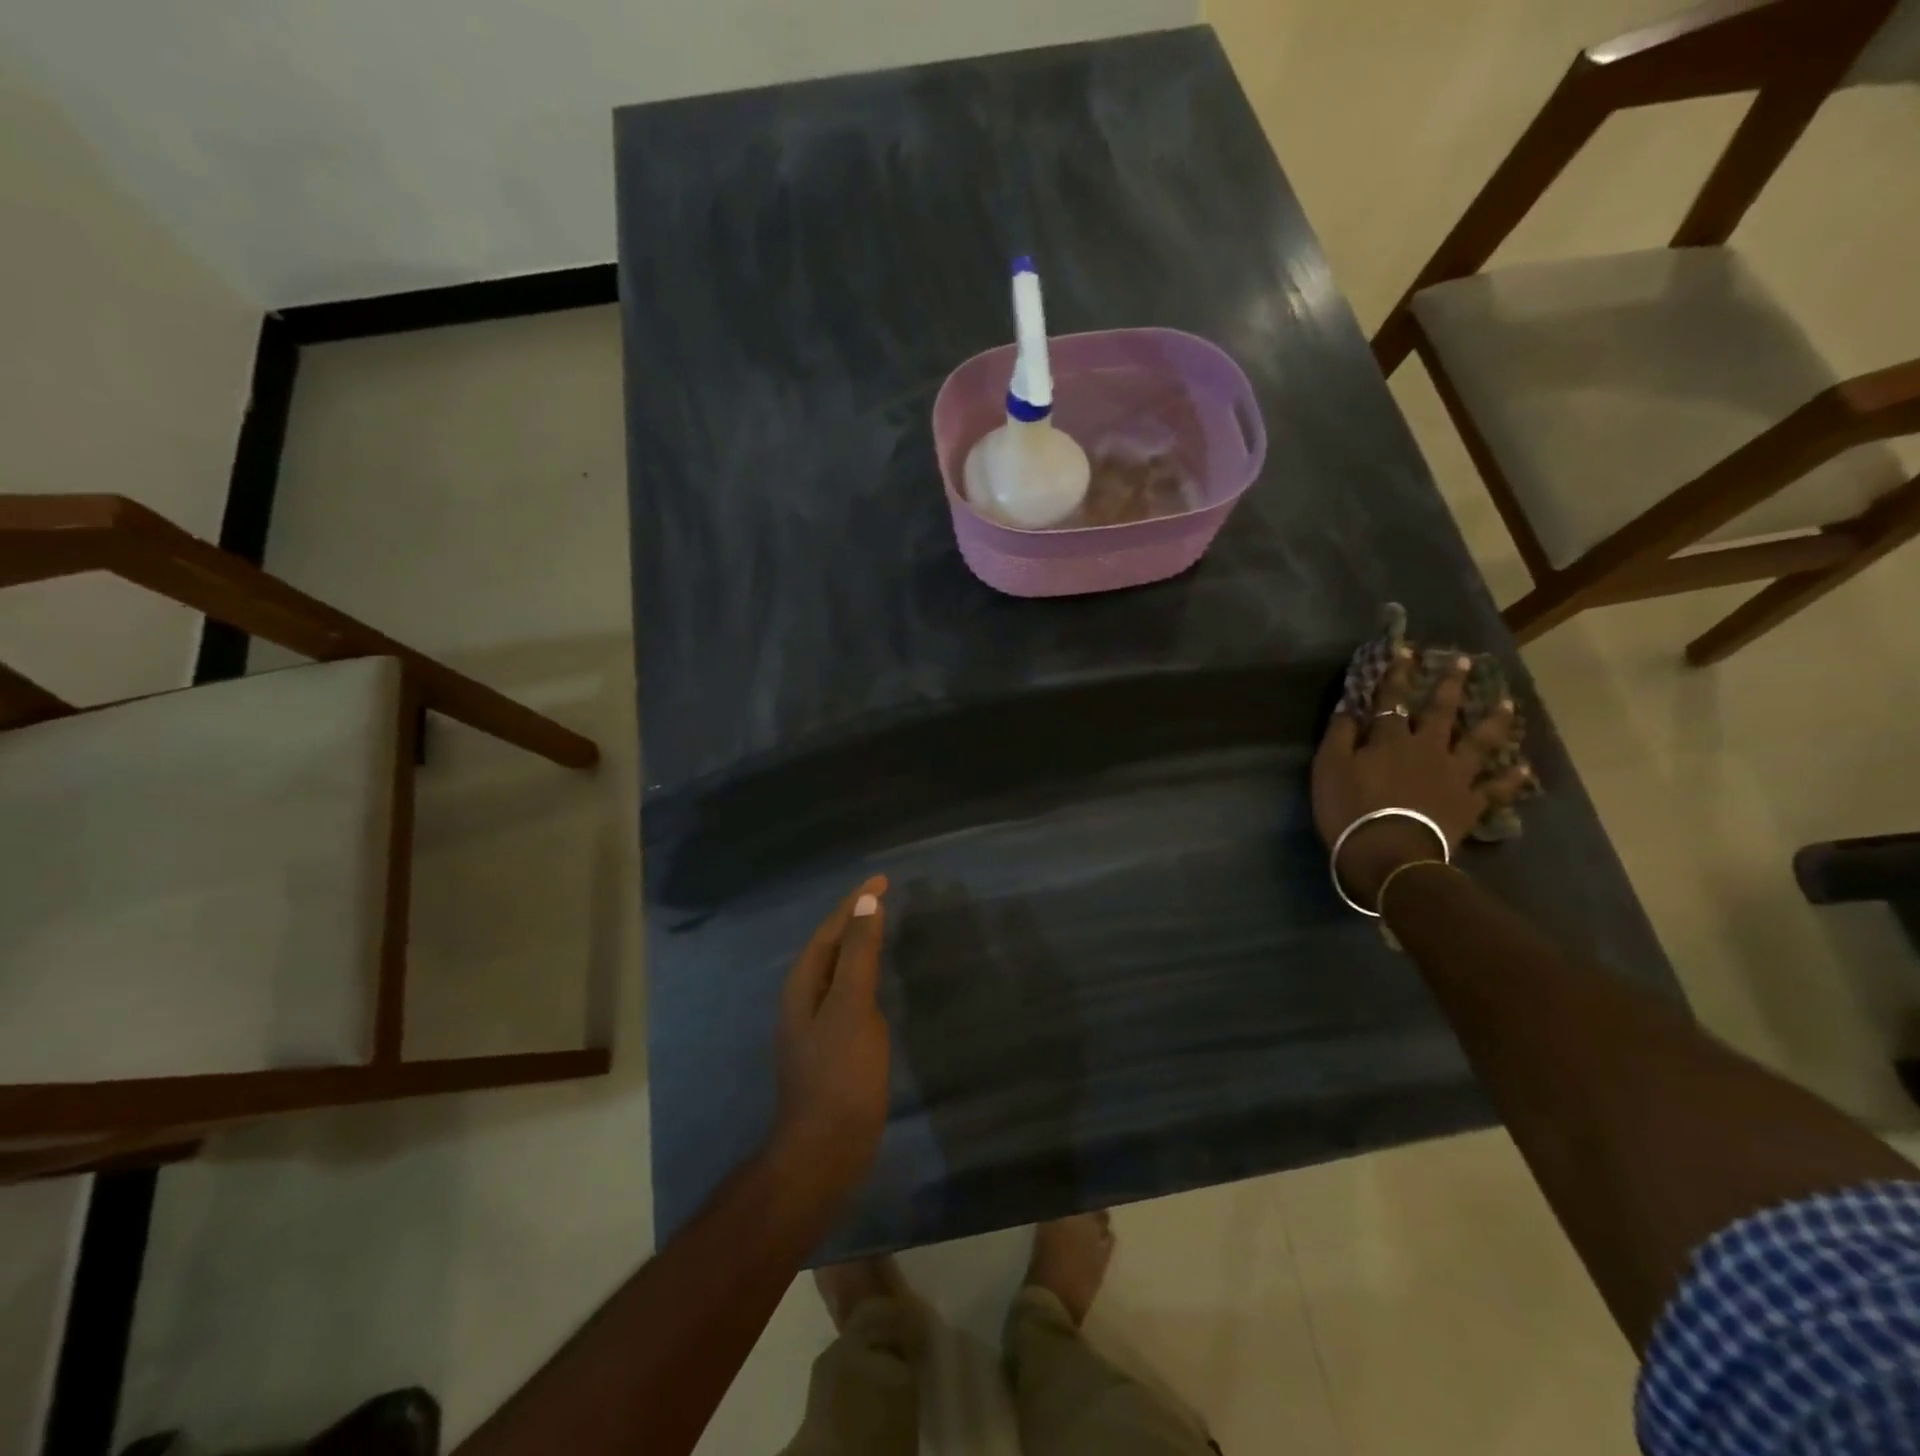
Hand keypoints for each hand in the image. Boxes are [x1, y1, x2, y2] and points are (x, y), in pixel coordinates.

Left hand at [771, 875, 890, 1203]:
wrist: (824, 1150)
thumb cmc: (840, 1075)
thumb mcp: (852, 1007)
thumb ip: (859, 954)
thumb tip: (866, 903)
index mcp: (804, 982)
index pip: (831, 927)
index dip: (856, 900)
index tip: (883, 877)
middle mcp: (804, 997)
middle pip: (831, 944)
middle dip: (855, 916)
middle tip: (884, 895)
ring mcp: (815, 1023)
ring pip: (838, 968)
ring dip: (857, 943)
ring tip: (881, 925)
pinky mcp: (831, 1044)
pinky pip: (846, 991)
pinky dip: (863, 972)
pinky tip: (876, 979)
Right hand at [1313, 649, 1526, 908]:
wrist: (1389, 854)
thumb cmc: (1351, 810)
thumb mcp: (1329, 768)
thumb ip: (1339, 735)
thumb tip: (1349, 706)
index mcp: (1390, 739)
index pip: (1391, 698)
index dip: (1396, 674)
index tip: (1404, 651)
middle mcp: (1427, 749)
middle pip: (1441, 712)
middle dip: (1450, 686)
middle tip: (1464, 663)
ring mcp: (1454, 776)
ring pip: (1478, 743)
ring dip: (1492, 722)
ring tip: (1506, 704)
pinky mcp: (1469, 804)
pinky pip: (1495, 789)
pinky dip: (1511, 779)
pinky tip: (1524, 769)